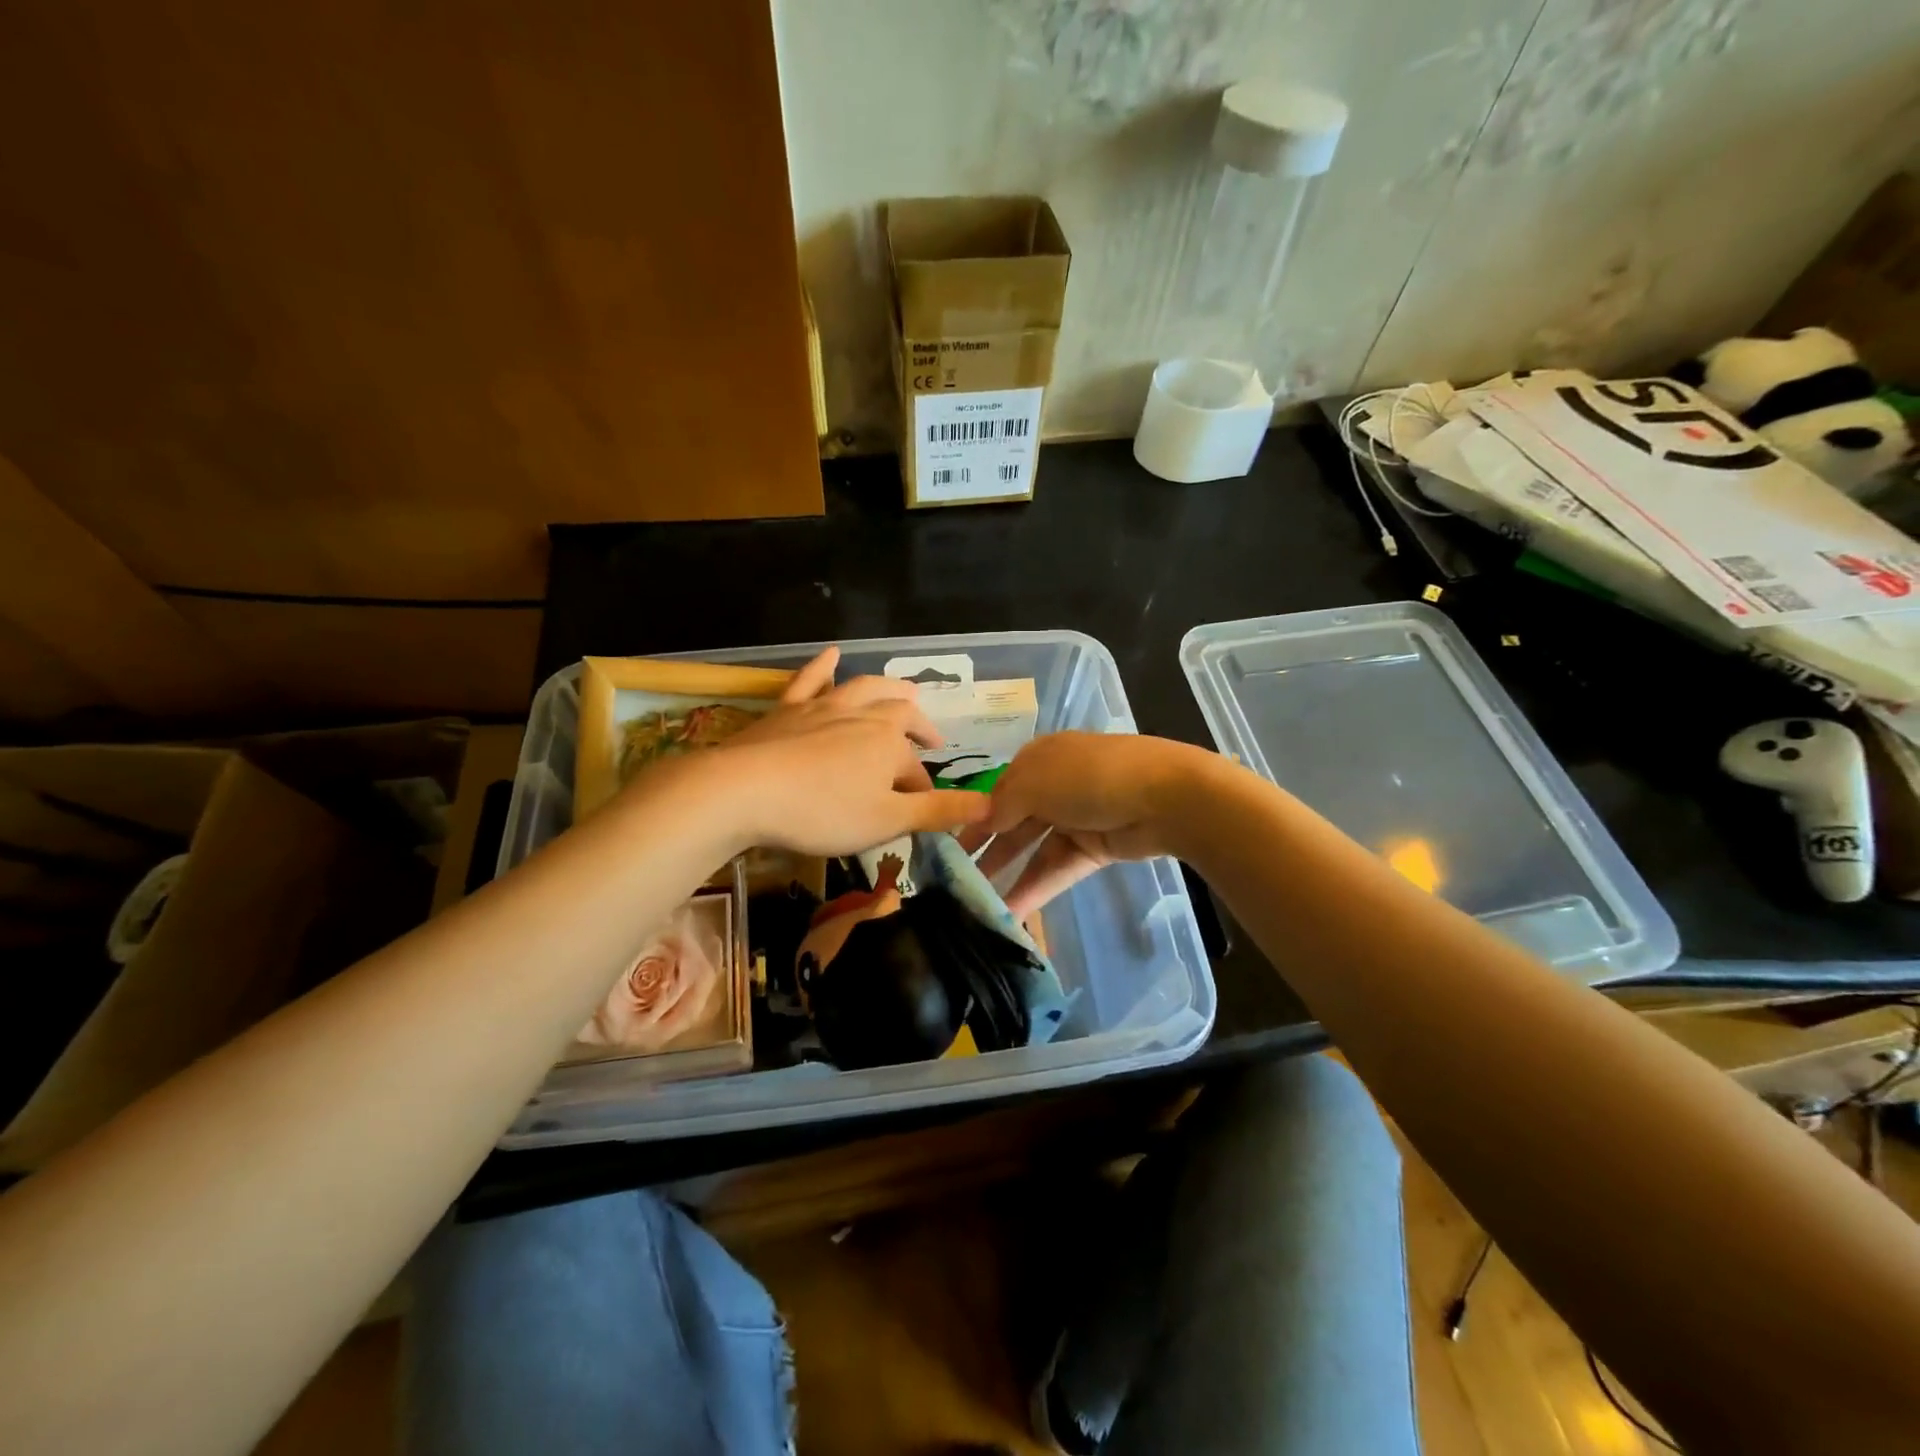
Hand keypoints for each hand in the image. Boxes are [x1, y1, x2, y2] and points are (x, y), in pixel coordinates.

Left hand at [707, 647, 989, 854]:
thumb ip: (938, 812)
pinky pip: (810, 680)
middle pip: (900, 716)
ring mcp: (823, 707)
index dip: (922, 791)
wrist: (743, 790)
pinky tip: (832, 654)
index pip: (915, 771)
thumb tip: (989, 805)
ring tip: (906, 691)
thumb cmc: (822, 811)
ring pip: (864, 690)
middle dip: (918, 728)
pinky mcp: (787, 709)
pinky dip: (824, 666)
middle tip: (931, 739)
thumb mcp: (887, 821)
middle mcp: (863, 716)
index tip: (921, 812)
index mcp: (890, 743)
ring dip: (888, 690)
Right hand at [960, 732, 1211, 916]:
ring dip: (1008, 874)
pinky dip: (1036, 887)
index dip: (973, 817)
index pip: (997, 790)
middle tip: (954, 881)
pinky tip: (1012, 911)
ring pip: (1033, 848)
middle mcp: (1055, 785)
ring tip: (977, 904)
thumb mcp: (1033, 782)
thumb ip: (1001, 805)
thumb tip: (982, 821)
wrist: (1166, 796)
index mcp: (1039, 758)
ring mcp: (1077, 817)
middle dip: (986, 849)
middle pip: (1013, 820)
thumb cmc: (1089, 778)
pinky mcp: (1094, 848)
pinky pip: (1057, 868)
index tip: (947, 846)